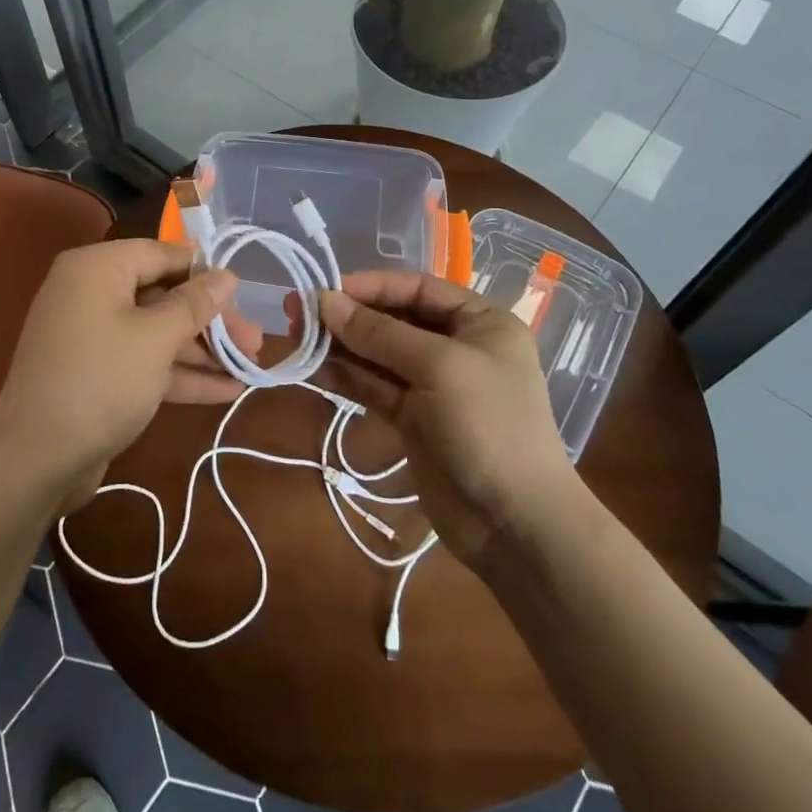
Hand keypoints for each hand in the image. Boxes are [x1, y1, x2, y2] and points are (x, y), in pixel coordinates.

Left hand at [0, 240, 246, 510]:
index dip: (204, 273)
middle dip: (210, 320)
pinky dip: (180, 373)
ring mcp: (92, 336)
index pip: (161, 254)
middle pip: (162, 294)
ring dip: (202, 350)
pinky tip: (227, 391)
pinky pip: (144, 361)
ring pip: (156, 332)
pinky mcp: (97, 374)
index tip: (243, 294)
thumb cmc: (100, 380)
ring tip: (251, 366)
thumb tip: (227, 275)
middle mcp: (91, 293)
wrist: (35, 460)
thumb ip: (194, 304)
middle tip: (254, 341)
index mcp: (97, 268)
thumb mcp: (155, 338)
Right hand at [316, 272, 582, 564]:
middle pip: (393, 319)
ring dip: (339, 345)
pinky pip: (374, 385)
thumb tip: (324, 301)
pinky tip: (313, 366)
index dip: (371, 285)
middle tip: (297, 312)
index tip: (325, 289)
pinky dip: (346, 375)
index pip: (418, 288)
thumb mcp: (438, 366)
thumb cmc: (488, 426)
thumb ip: (378, 332)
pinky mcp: (413, 418)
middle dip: (348, 316)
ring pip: (378, 354)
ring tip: (296, 337)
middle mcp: (457, 346)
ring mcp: (433, 385)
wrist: (515, 525)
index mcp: (480, 322)